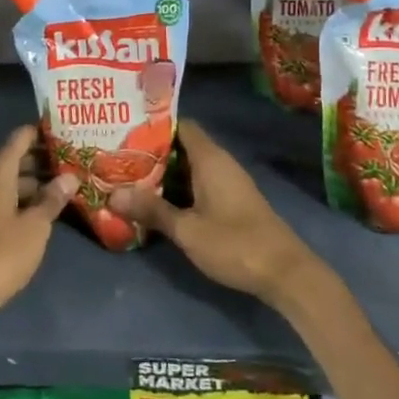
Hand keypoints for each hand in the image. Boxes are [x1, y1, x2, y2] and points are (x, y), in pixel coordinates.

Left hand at [0, 126, 76, 339]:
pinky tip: (45, 212)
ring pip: (10, 181)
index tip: (68, 130)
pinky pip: (5, 200)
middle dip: (43, 158)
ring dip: (36, 182)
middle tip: (76, 159)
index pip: (20, 137)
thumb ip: (52, 199)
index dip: (43, 132)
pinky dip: (24, 200)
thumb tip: (69, 178)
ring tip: (67, 186)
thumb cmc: (1, 254)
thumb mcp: (35, 227)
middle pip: (15, 158)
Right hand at [108, 120, 324, 309]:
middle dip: (151, 152)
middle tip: (117, 157)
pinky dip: (178, 188)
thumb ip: (151, 210)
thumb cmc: (235, 244)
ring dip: (163, 173)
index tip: (124, 130)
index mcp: (210, 159)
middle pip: (181, 147)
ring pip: (189, 168)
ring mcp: (228, 183)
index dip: (153, 125)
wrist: (285, 273)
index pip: (180, 125)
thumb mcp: (187, 229)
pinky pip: (198, 184)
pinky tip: (156, 202)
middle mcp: (220, 163)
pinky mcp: (232, 202)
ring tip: (128, 178)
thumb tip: (113, 194)